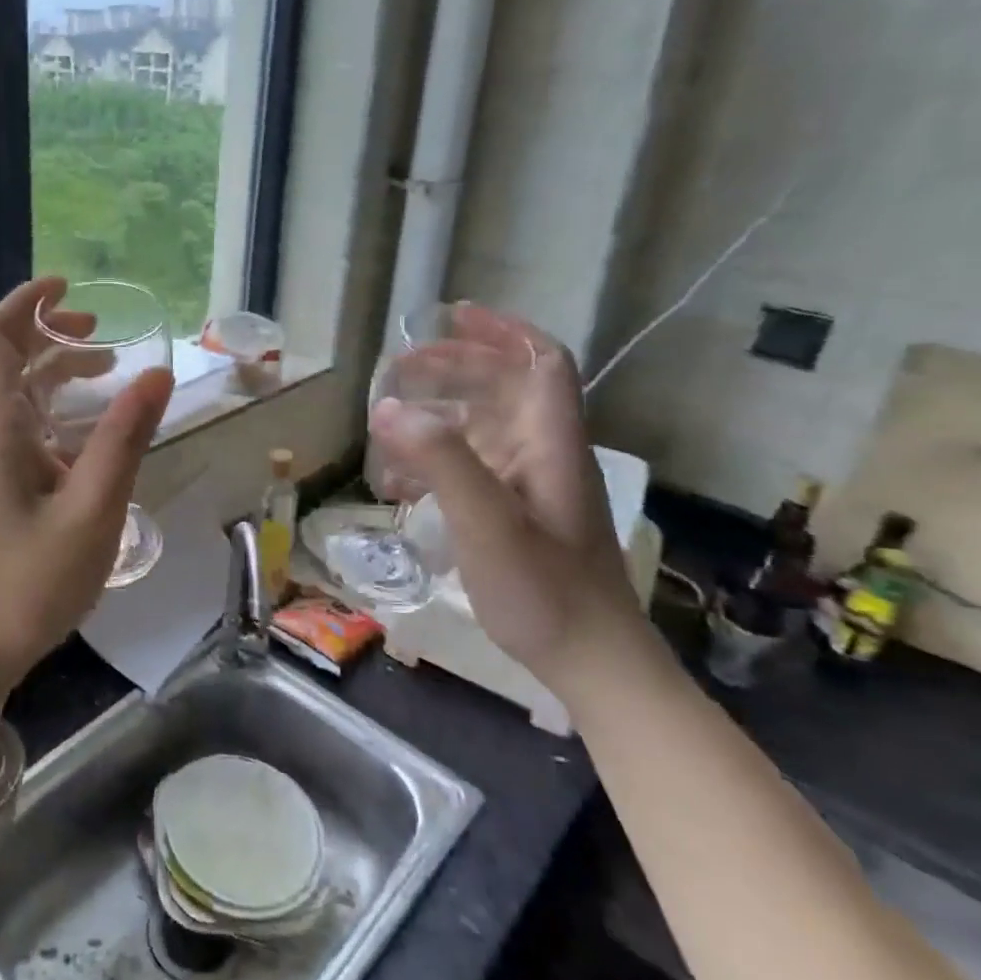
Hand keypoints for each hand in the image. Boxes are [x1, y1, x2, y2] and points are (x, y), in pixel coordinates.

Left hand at [0, 278, 173, 692]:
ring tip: (108, 369)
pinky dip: (59, 413)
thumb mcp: (92, 509)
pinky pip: (27, 431)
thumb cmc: (28, 583)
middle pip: (8, 361)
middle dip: (51, 333)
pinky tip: (93, 432)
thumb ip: (124, 439)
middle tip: (101, 330)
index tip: (67, 285)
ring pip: (20, 397)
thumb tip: (157, 374)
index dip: (27, 303)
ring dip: (58, 373)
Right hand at [368, 304, 641, 691]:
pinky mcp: (520, 514)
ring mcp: (534, 486)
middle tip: (399, 369)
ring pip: (486, 426)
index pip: (541, 363)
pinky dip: (438, 459)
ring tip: (392, 421)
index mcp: (550, 445)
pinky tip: (404, 483)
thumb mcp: (487, 524)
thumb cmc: (544, 592)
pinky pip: (476, 466)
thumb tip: (388, 407)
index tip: (455, 316)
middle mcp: (546, 455)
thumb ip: (442, 461)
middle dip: (454, 368)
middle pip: (506, 388)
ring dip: (440, 413)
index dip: (502, 331)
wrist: (592, 663)